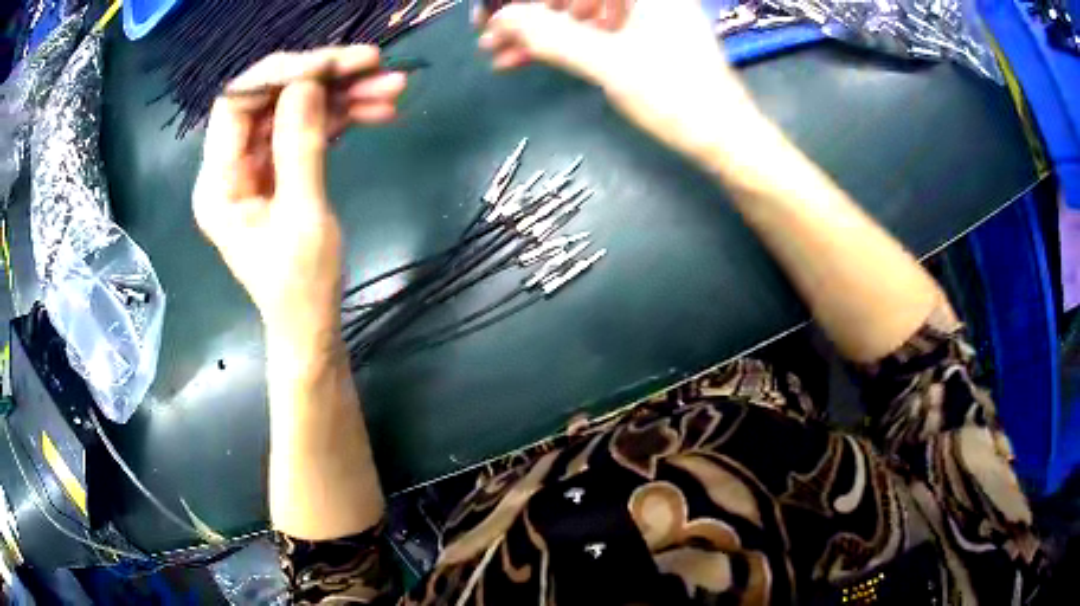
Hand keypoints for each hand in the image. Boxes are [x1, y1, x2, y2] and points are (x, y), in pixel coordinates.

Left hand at [193, 46, 407, 349]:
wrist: (311, 325)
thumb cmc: (302, 287)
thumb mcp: (303, 217)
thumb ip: (300, 146)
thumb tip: (307, 82)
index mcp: (218, 184)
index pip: (236, 104)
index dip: (280, 75)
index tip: (333, 64)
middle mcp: (230, 166)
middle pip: (270, 99)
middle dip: (322, 78)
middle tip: (375, 65)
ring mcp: (256, 167)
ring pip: (294, 110)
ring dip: (342, 94)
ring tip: (392, 87)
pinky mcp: (279, 170)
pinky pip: (308, 129)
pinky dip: (342, 116)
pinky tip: (378, 110)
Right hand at [480, 0, 760, 160]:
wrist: (724, 139)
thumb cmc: (678, 97)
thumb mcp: (609, 64)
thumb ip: (552, 36)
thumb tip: (501, 17)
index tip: (492, 13)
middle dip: (528, 13)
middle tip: (488, 35)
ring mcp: (642, 12)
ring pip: (576, 10)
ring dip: (537, 31)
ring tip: (499, 54)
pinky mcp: (639, 34)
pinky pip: (589, 29)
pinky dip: (559, 43)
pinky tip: (525, 59)